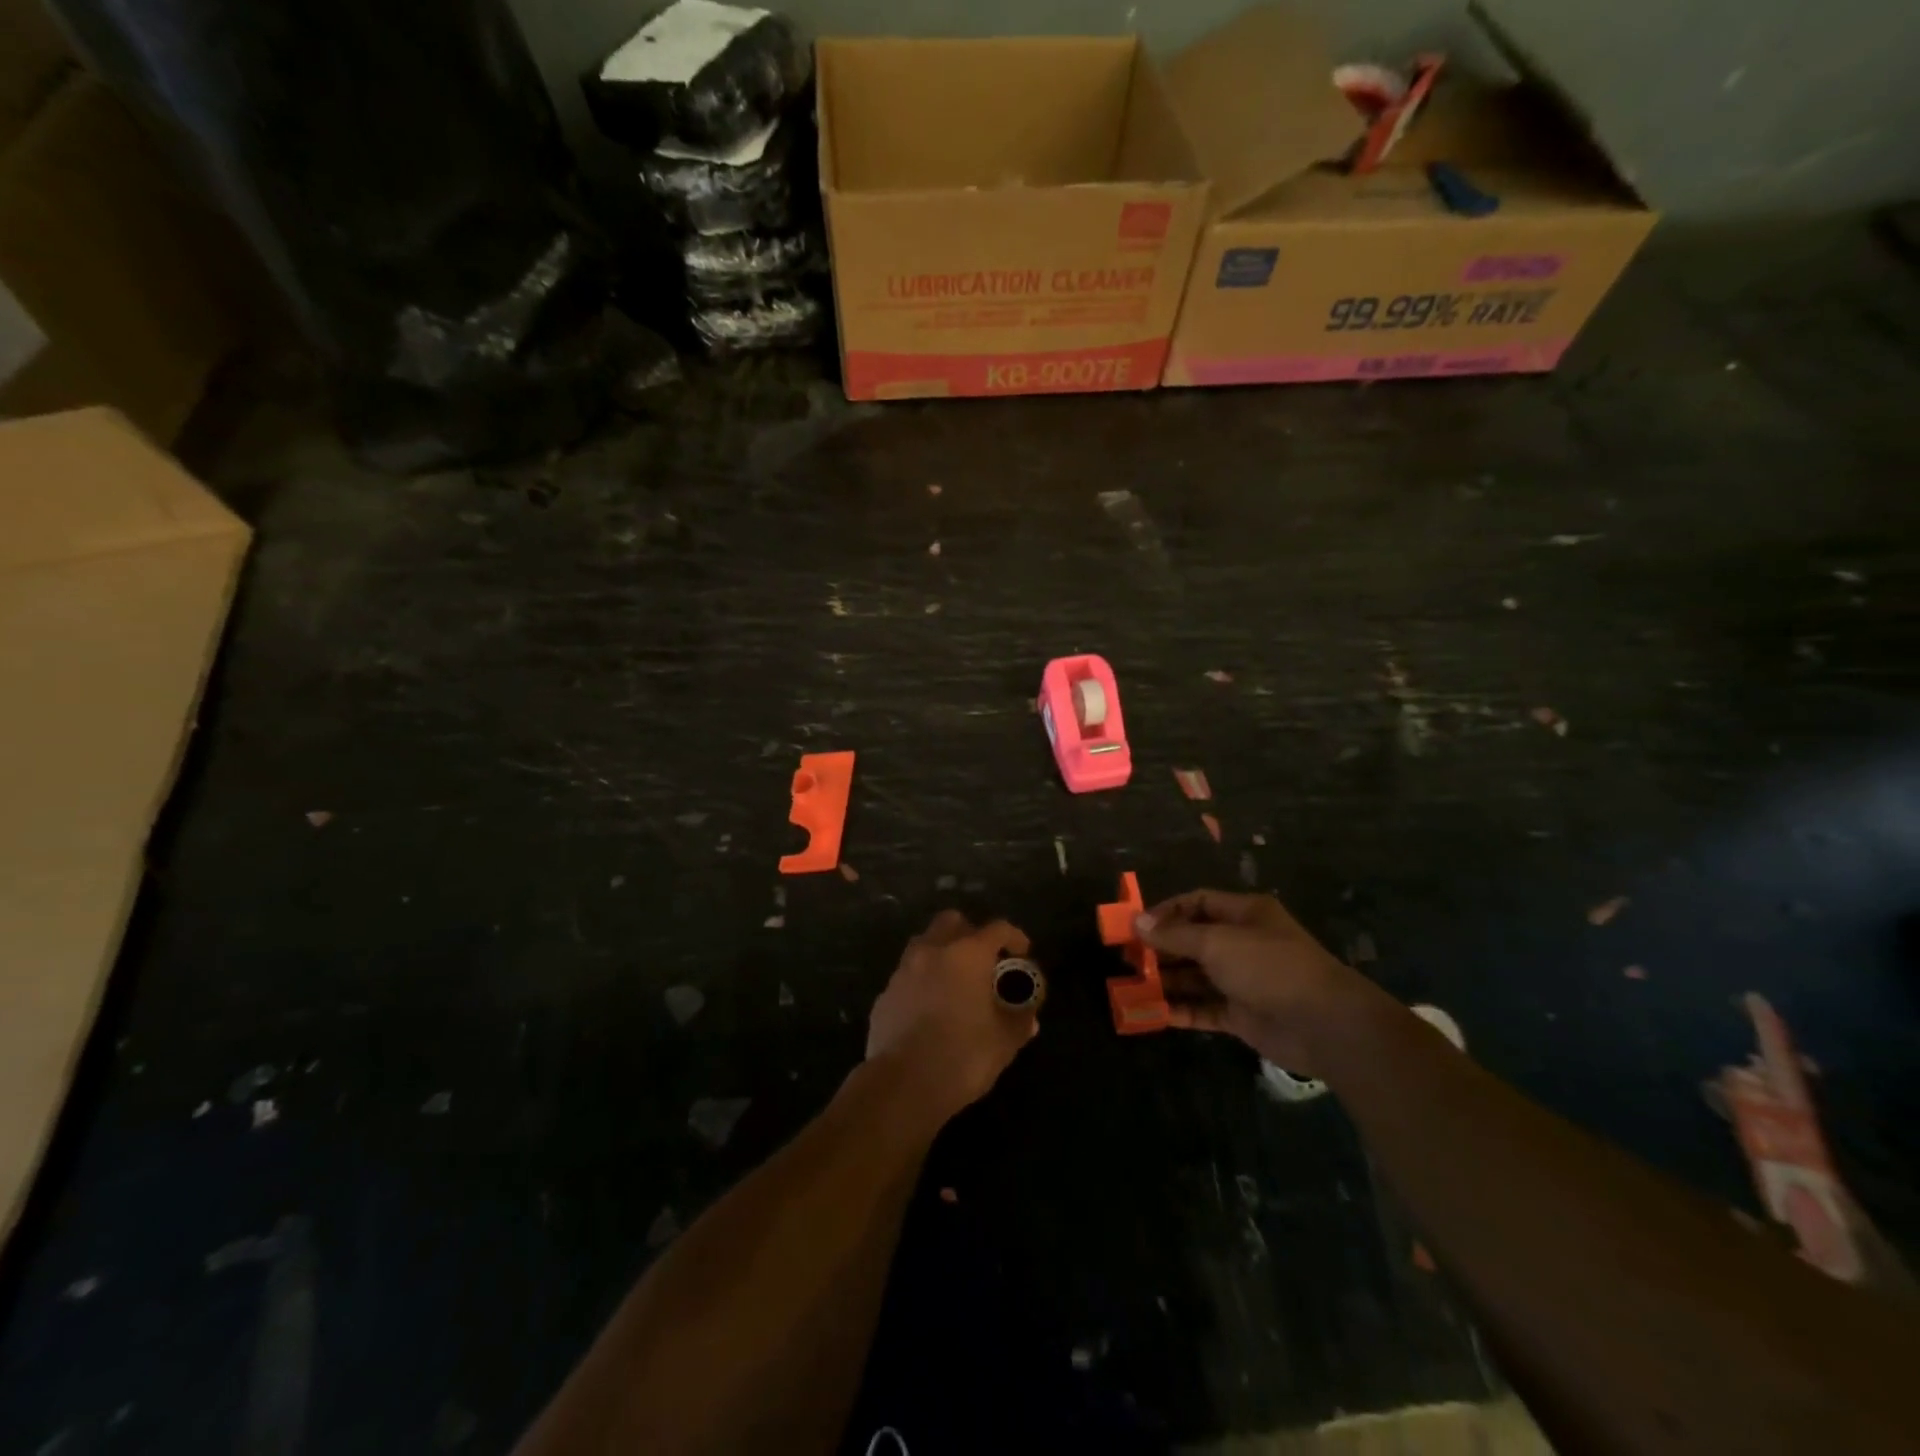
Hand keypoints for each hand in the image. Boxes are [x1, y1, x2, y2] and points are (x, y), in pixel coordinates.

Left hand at [867, 911, 1038, 1121]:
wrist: (902, 1085)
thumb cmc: (962, 1056)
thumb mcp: (1004, 1042)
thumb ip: (1019, 1020)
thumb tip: (1029, 1016)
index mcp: (967, 954)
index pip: (997, 928)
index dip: (1014, 937)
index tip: (1023, 952)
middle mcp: (933, 951)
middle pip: (952, 921)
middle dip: (970, 932)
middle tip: (984, 960)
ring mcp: (904, 970)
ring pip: (924, 943)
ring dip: (942, 952)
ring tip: (956, 981)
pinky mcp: (885, 993)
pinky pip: (908, 975)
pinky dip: (922, 981)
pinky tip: (930, 1007)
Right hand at [1137, 890, 1379, 1077]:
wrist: (1323, 1024)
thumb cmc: (1268, 966)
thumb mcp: (1216, 942)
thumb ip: (1174, 935)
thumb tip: (1137, 922)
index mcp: (1245, 914)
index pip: (1198, 902)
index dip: (1166, 911)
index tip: (1136, 926)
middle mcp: (1243, 943)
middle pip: (1194, 940)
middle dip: (1162, 949)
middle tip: (1128, 959)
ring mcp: (1244, 981)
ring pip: (1197, 976)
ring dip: (1168, 981)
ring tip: (1134, 986)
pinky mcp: (1243, 1015)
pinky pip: (1206, 1009)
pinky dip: (1182, 1010)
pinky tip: (1156, 1013)